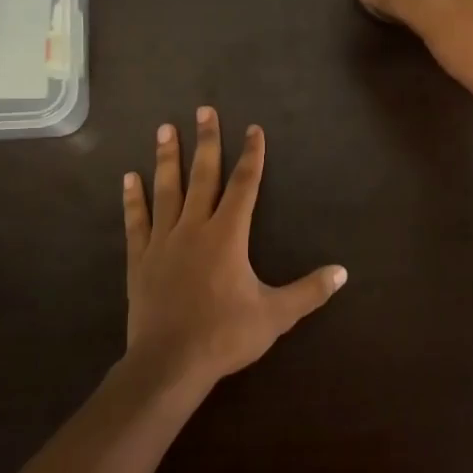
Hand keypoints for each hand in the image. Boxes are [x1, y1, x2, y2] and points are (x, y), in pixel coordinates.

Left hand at [120, 108, 346, 393]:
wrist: (170, 362)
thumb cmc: (225, 335)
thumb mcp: (275, 315)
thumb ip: (308, 291)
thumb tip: (342, 272)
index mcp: (228, 236)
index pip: (244, 186)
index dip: (251, 156)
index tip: (253, 129)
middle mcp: (195, 228)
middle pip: (203, 176)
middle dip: (206, 141)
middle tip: (204, 110)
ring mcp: (163, 241)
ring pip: (166, 190)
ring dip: (167, 158)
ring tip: (165, 128)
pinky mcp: (140, 259)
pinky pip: (136, 221)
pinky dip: (133, 199)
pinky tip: (129, 178)